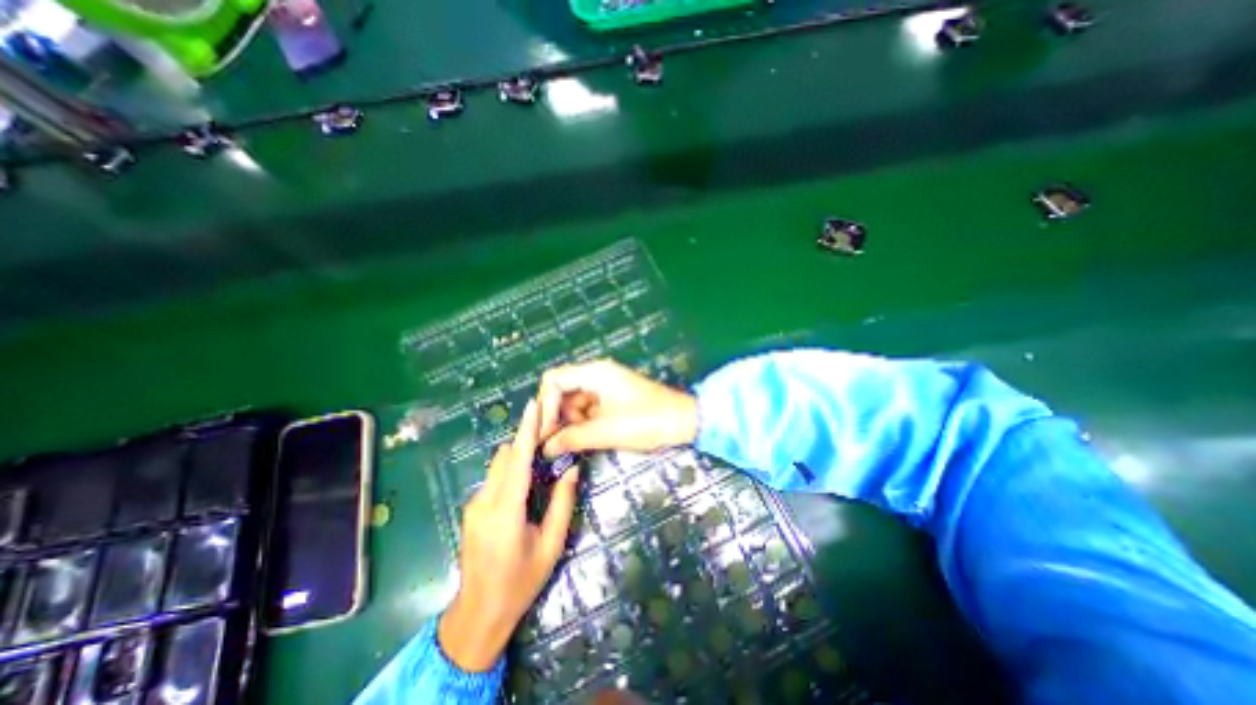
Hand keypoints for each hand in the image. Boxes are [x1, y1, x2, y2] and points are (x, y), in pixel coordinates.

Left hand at [438, 403, 582, 670]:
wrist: (478, 614)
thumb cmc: (520, 582)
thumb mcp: (551, 545)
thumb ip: (562, 504)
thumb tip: (571, 470)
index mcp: (505, 512)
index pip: (517, 460)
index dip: (526, 430)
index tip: (533, 404)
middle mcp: (484, 502)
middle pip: (505, 456)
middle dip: (526, 441)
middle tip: (550, 437)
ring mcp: (473, 505)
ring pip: (498, 465)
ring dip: (518, 457)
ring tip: (541, 460)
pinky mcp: (471, 509)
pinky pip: (494, 478)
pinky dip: (510, 471)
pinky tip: (526, 485)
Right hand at [537, 358, 702, 455]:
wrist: (683, 421)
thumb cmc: (646, 421)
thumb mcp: (606, 431)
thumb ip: (572, 438)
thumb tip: (546, 447)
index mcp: (594, 372)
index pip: (554, 380)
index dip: (545, 405)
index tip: (545, 432)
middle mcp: (597, 375)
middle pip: (562, 390)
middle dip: (556, 415)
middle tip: (553, 442)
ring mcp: (606, 386)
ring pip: (574, 401)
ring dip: (570, 422)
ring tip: (573, 443)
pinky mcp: (613, 399)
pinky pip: (589, 408)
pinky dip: (583, 423)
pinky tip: (585, 439)